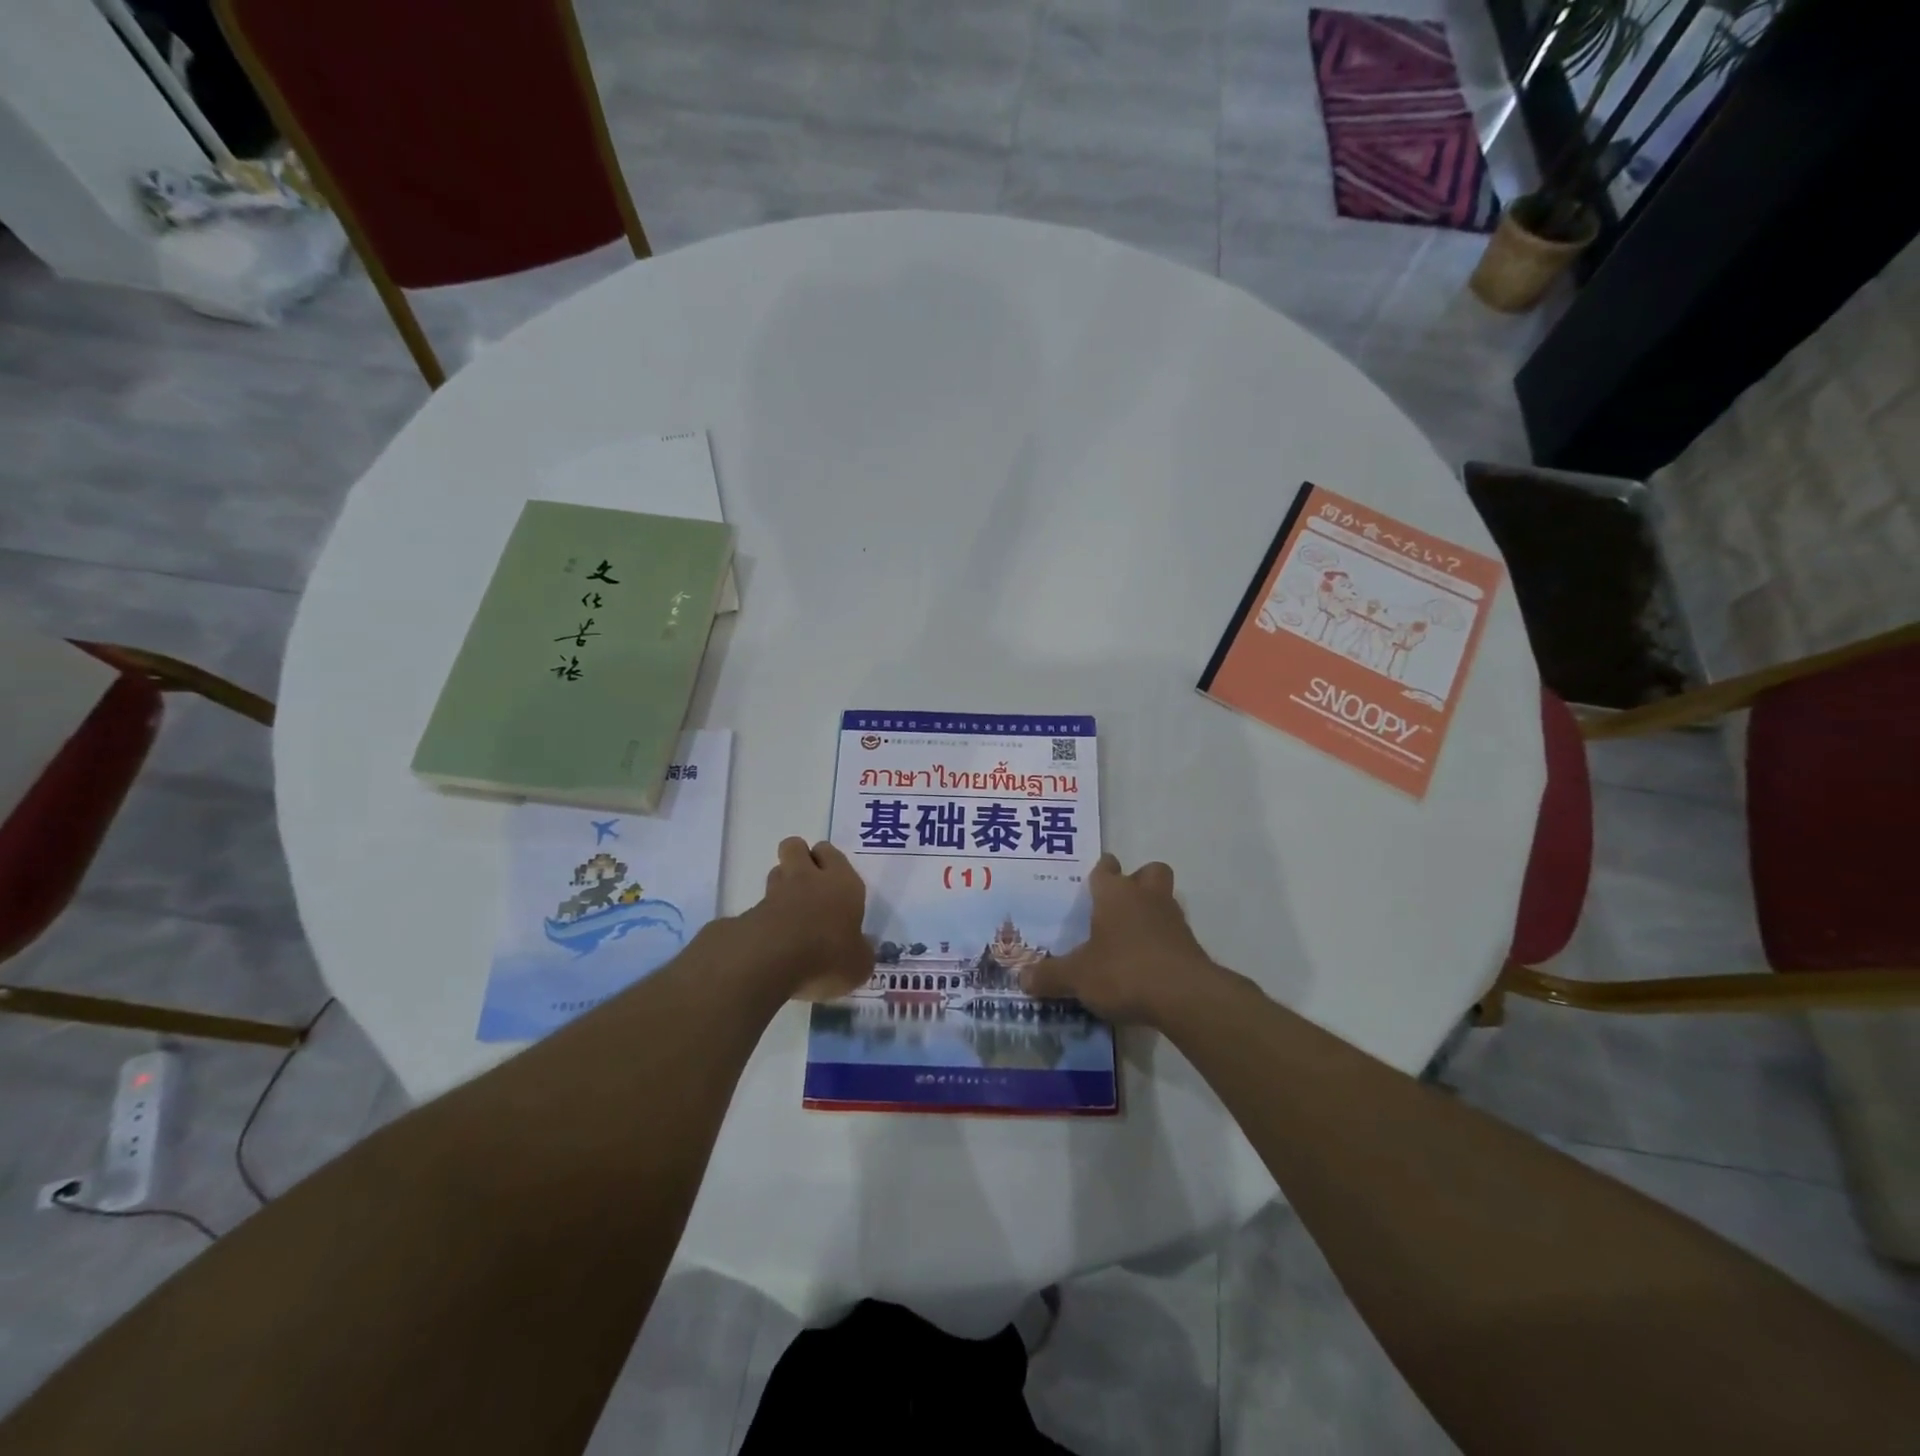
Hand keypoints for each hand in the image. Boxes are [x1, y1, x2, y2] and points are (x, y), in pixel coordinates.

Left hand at [740, 837, 870, 1001]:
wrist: (771, 961)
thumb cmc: (828, 955)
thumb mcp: (859, 964)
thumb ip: (861, 952)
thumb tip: (860, 947)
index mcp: (842, 882)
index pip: (831, 852)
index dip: (829, 861)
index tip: (833, 880)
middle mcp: (808, 878)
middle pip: (795, 847)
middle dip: (799, 858)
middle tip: (809, 885)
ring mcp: (775, 893)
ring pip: (776, 873)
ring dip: (781, 886)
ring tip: (791, 914)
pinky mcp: (749, 912)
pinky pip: (759, 906)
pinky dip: (765, 917)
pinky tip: (773, 941)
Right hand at [1019, 854, 1221, 1025]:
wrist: (1185, 996)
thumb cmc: (1123, 971)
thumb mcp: (1077, 977)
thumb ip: (1050, 976)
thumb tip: (1022, 978)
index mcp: (1115, 894)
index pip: (1105, 868)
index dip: (1098, 873)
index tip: (1090, 882)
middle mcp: (1146, 897)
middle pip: (1148, 872)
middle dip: (1136, 882)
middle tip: (1117, 906)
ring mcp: (1173, 920)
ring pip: (1164, 900)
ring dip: (1150, 913)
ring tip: (1129, 940)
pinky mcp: (1191, 946)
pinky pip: (1173, 933)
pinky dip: (1162, 943)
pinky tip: (1146, 965)